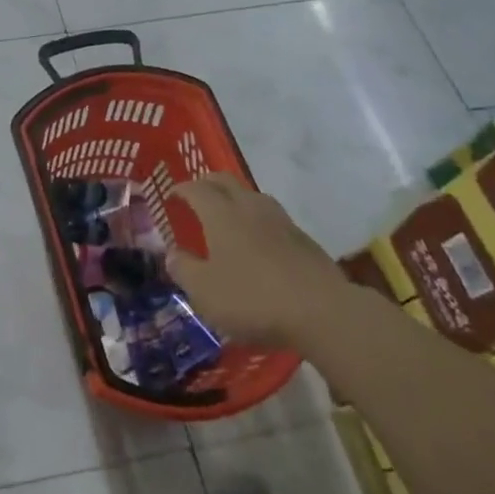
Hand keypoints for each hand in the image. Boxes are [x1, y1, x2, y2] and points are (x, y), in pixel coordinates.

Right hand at [167, 174, 343, 347]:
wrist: (323, 312)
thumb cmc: (253, 298)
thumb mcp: (205, 291)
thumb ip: (184, 269)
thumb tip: (172, 254)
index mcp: (221, 214)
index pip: (196, 189)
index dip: (181, 189)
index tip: (171, 196)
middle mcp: (249, 207)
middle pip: (225, 181)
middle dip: (207, 184)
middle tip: (197, 197)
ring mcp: (281, 221)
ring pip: (252, 196)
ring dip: (236, 199)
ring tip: (229, 216)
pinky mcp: (304, 239)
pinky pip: (273, 218)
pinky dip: (259, 221)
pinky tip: (260, 242)